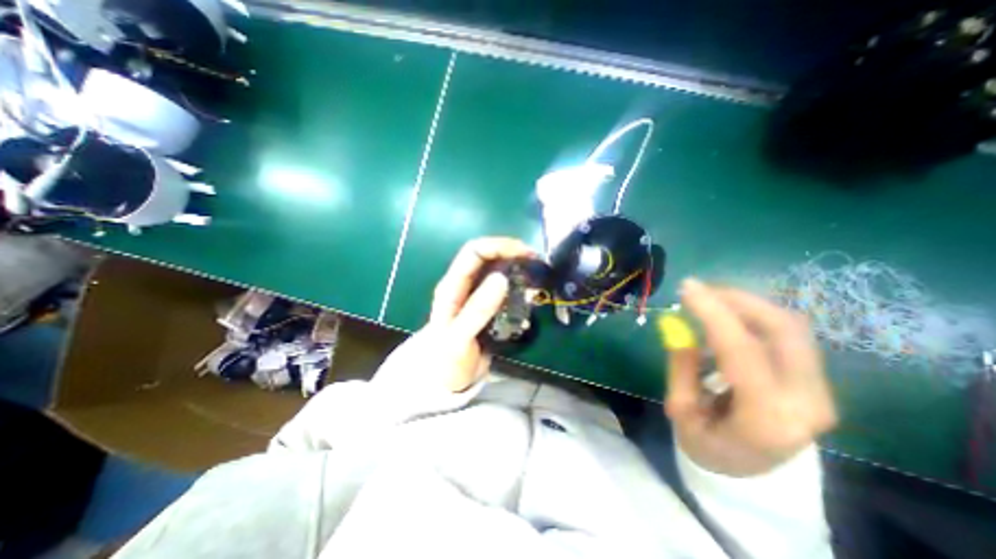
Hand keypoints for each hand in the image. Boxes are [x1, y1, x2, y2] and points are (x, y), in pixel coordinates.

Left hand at [398, 236, 537, 393]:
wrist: (444, 380)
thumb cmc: (446, 360)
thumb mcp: (459, 338)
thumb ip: (478, 310)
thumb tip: (502, 278)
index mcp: (452, 287)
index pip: (473, 252)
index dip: (498, 246)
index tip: (524, 253)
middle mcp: (464, 285)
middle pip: (487, 256)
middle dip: (511, 252)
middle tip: (535, 261)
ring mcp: (476, 295)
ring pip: (496, 270)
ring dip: (516, 267)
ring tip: (536, 273)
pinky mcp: (487, 306)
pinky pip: (503, 288)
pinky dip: (517, 284)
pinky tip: (529, 290)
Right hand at [665, 277, 832, 475]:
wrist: (752, 471)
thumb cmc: (709, 444)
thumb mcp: (681, 411)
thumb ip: (681, 368)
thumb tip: (676, 326)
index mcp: (766, 418)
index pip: (743, 351)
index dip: (714, 313)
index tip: (687, 288)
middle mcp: (806, 401)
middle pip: (782, 329)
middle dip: (737, 299)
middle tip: (700, 289)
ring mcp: (819, 389)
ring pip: (789, 326)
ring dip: (747, 304)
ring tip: (710, 299)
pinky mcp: (814, 379)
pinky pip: (788, 334)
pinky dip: (755, 315)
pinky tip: (728, 316)